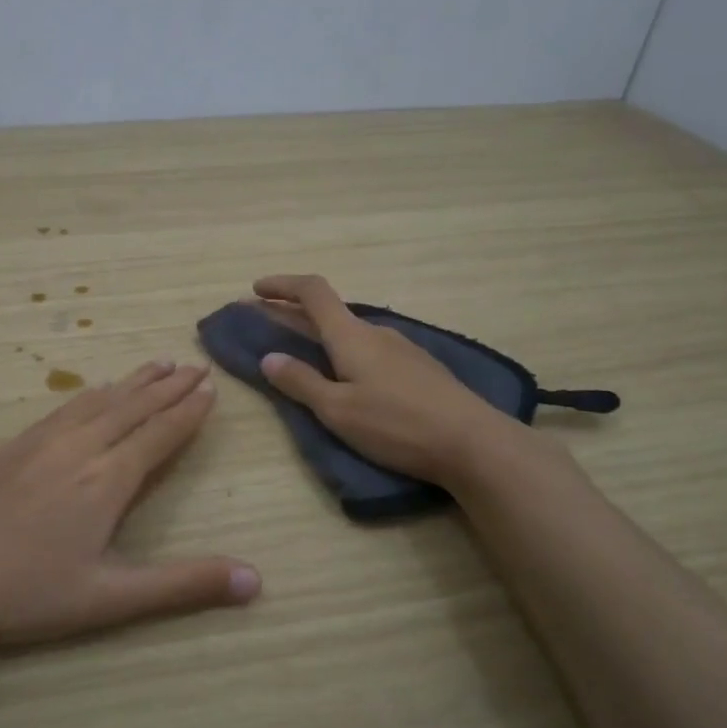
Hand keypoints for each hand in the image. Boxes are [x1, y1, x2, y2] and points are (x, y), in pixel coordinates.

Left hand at [0, 359, 259, 648]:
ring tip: (157, 363)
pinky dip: (91, 393)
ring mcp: (42, 442)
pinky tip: (94, 391)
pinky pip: (64, 407)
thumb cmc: (27, 594)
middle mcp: (80, 448)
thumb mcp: (112, 599)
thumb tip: (256, 580)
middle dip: (169, 386)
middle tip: (195, 365)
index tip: (211, 389)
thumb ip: (184, 585)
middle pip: (134, 407)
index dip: (188, 411)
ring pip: (99, 400)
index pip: (160, 434)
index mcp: (108, 480)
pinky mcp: (12, 446)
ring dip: (133, 381)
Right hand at [251, 273, 532, 485]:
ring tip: (302, 354)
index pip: (313, 292)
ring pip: (351, 333)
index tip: (255, 290)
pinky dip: (345, 352)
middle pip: (329, 312)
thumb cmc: (396, 424)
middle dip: (294, 314)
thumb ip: (301, 382)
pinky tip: (347, 375)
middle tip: (266, 324)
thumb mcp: (338, 410)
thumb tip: (268, 357)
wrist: (472, 442)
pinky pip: (370, 350)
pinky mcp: (418, 369)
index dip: (282, 285)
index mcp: (351, 336)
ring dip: (321, 335)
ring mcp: (402, 349)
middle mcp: (376, 332)